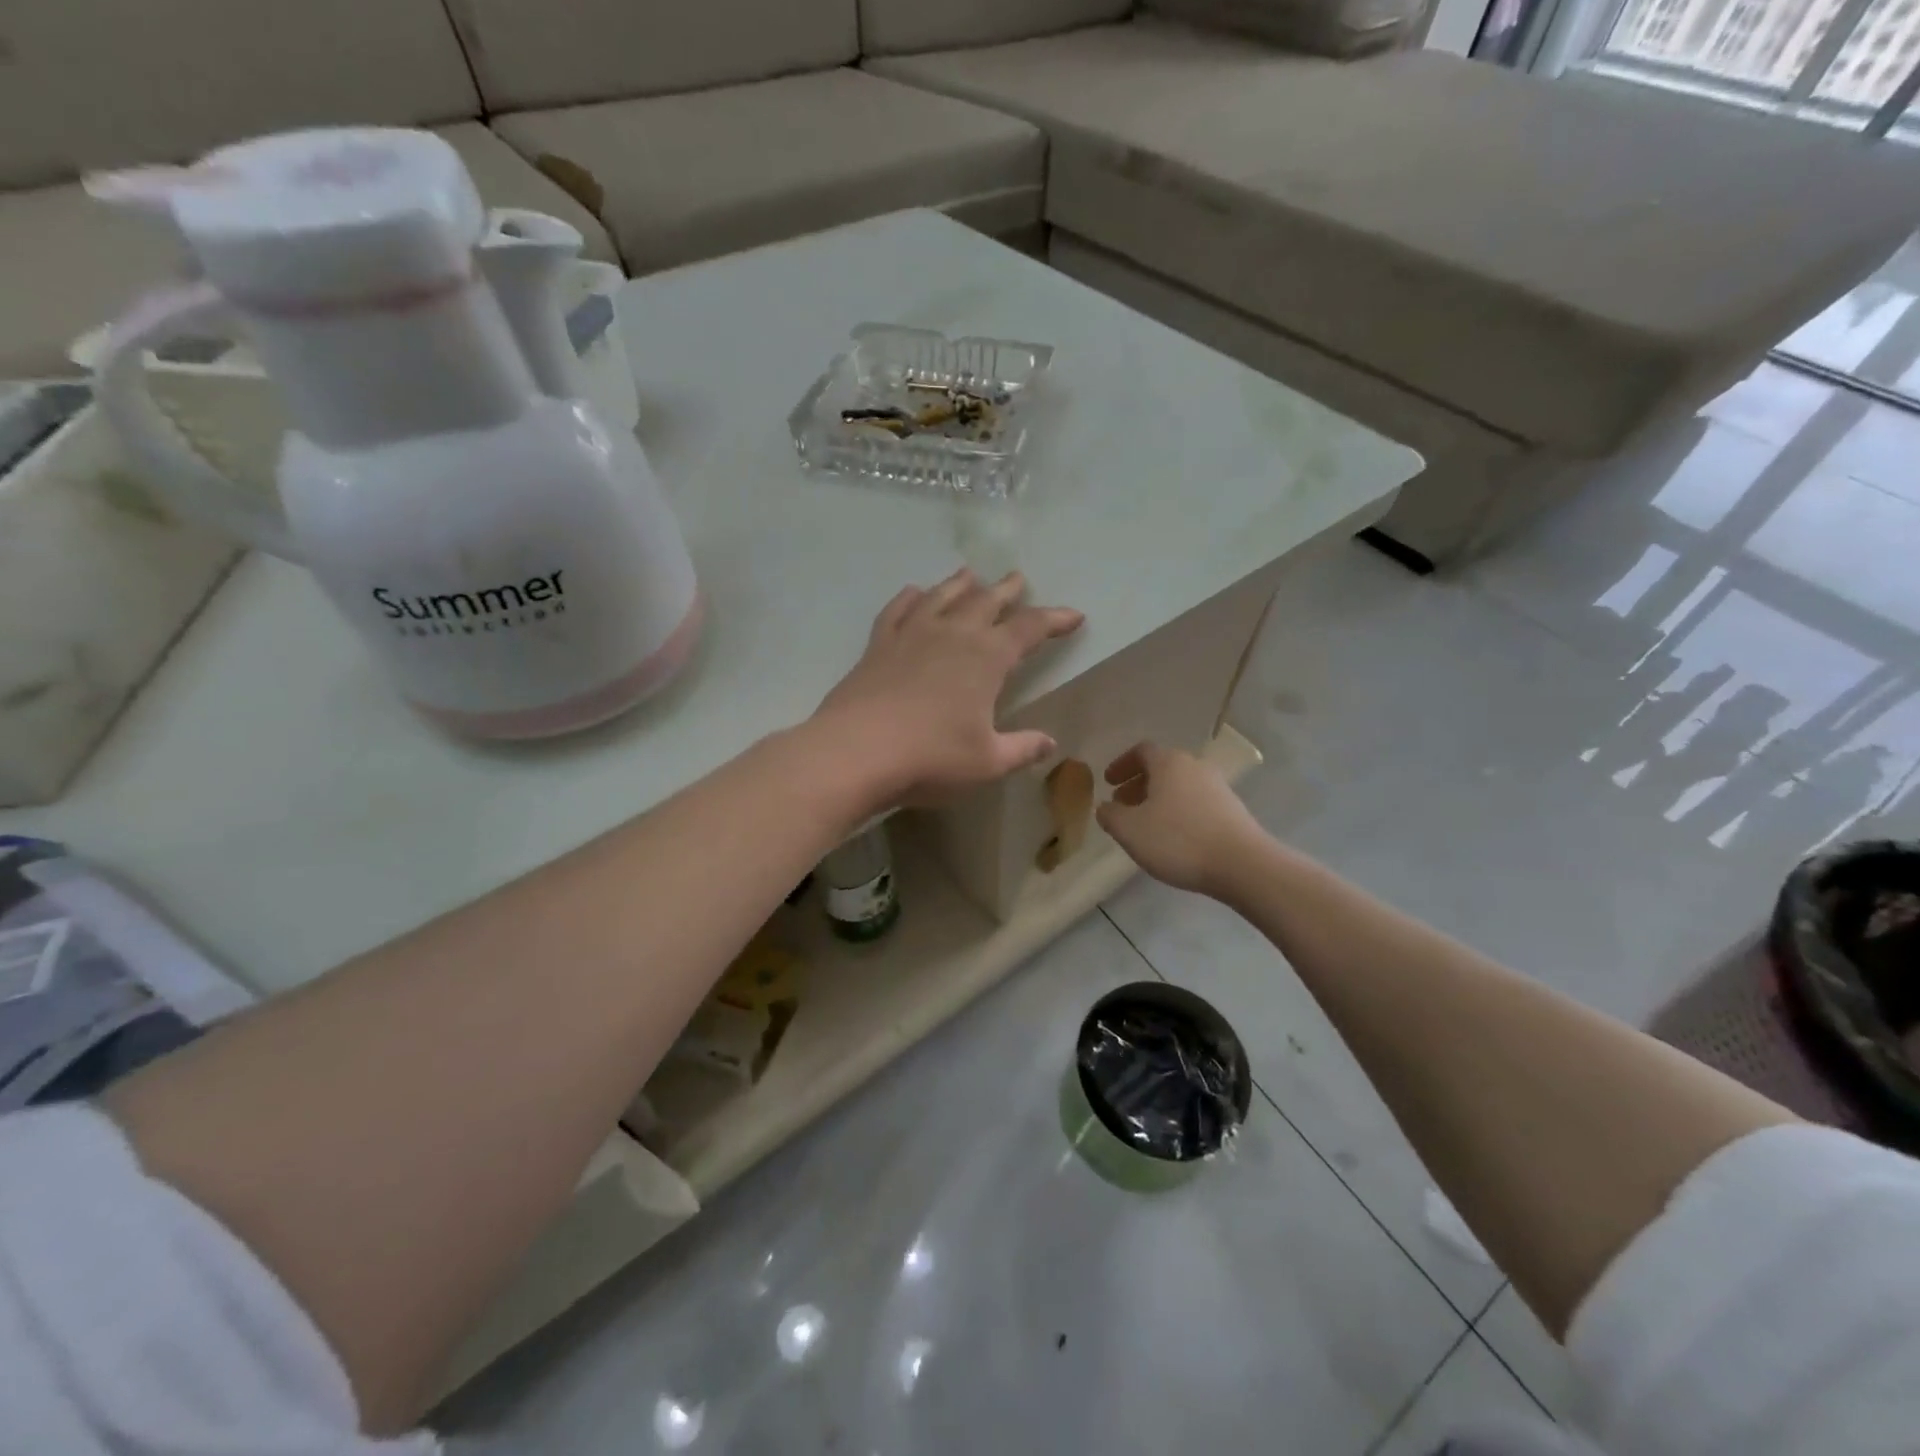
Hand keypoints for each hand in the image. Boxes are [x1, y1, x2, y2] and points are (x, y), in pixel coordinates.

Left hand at [814, 569, 1083, 809]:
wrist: (856, 751)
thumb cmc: (931, 758)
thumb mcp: (987, 762)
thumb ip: (1021, 749)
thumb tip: (1050, 744)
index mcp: (987, 658)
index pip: (1030, 628)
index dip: (1054, 619)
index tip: (1073, 616)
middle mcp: (952, 634)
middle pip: (986, 601)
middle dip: (1007, 590)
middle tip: (1018, 578)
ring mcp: (911, 634)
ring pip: (942, 596)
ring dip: (960, 584)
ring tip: (970, 574)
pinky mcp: (878, 645)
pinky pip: (897, 610)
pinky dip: (909, 598)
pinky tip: (913, 593)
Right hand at [1095, 742, 1265, 898]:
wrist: (1242, 865)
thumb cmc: (1178, 840)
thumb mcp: (1130, 830)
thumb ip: (1110, 815)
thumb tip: (1105, 807)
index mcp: (1169, 763)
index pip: (1141, 751)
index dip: (1121, 764)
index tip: (1108, 783)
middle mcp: (1195, 767)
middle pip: (1161, 768)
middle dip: (1138, 784)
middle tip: (1121, 805)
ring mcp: (1218, 787)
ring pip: (1179, 786)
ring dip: (1157, 799)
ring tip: (1145, 825)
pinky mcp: (1232, 810)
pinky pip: (1196, 803)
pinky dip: (1178, 812)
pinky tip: (1172, 838)